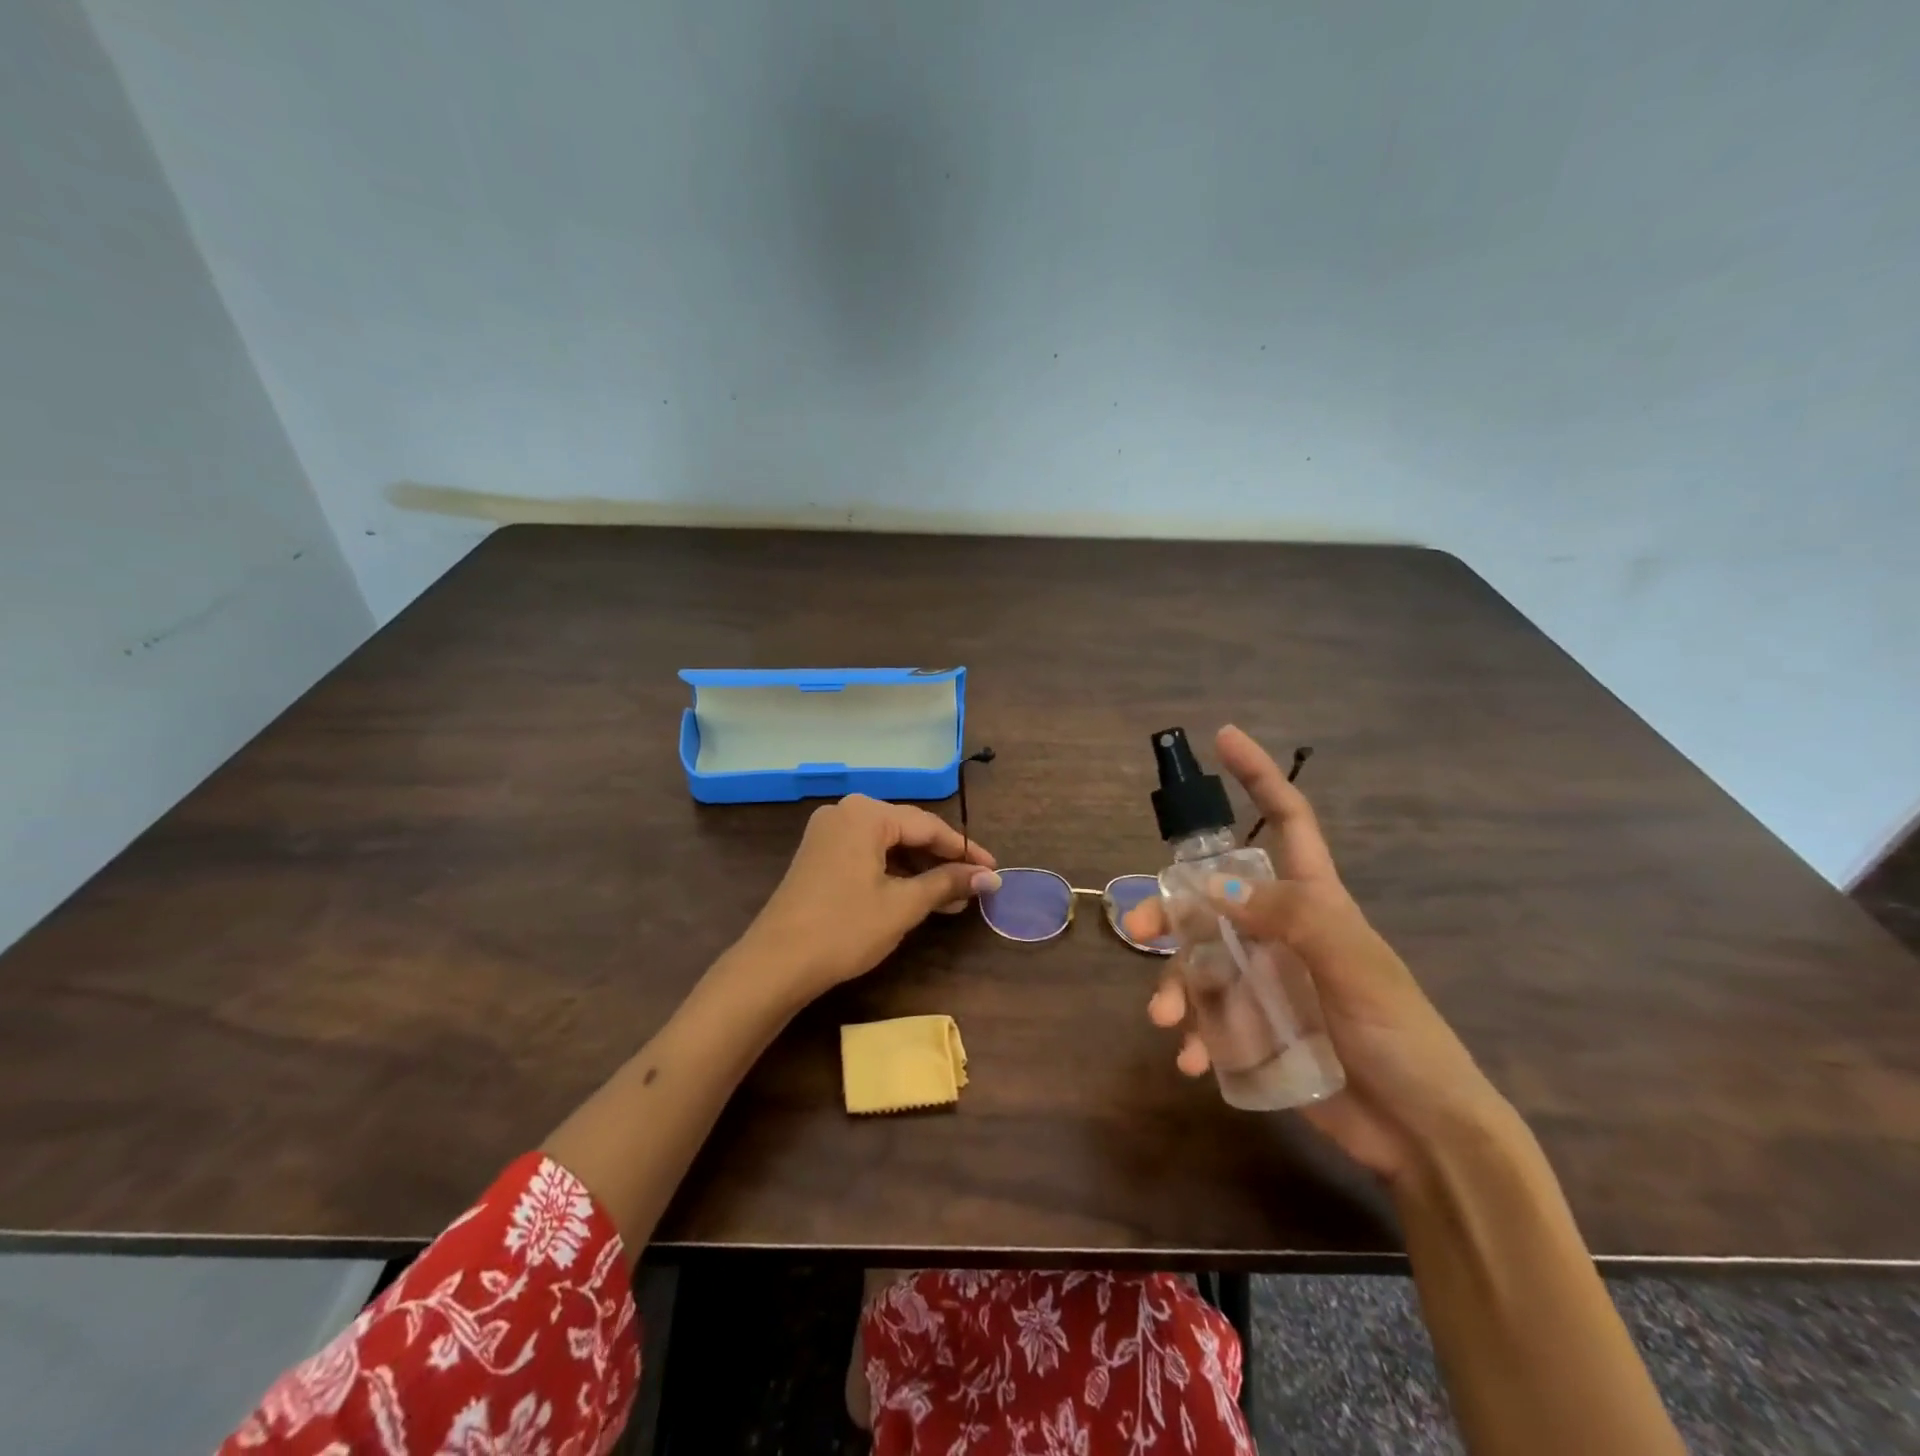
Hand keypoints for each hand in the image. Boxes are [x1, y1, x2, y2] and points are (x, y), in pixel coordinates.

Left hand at [735, 794, 999, 1005]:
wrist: (775, 964)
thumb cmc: (844, 928)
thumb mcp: (902, 905)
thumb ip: (947, 883)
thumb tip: (990, 877)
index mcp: (866, 813)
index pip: (928, 825)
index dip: (965, 850)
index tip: (994, 871)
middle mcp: (845, 812)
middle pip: (907, 831)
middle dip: (943, 860)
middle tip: (975, 886)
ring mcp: (828, 833)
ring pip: (888, 845)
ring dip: (920, 870)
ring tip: (952, 899)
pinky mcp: (819, 855)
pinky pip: (868, 855)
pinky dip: (894, 873)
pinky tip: (917, 896)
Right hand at [1123, 725, 1509, 1185]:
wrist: (1423, 1136)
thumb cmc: (1401, 1037)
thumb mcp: (1355, 966)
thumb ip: (1292, 918)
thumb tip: (1214, 889)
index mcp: (1314, 901)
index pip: (1286, 822)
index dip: (1258, 777)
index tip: (1225, 738)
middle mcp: (1282, 932)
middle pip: (1212, 899)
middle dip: (1171, 908)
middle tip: (1138, 927)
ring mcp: (1266, 981)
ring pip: (1199, 961)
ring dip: (1175, 984)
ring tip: (1166, 1019)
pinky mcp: (1256, 1029)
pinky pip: (1209, 1018)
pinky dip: (1194, 1035)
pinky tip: (1193, 1059)